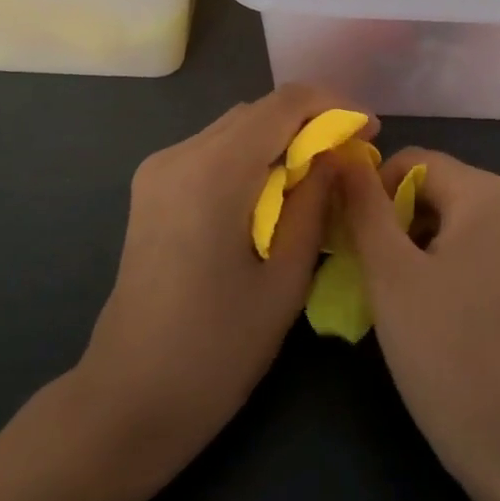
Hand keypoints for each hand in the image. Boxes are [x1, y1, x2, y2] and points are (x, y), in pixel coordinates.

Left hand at [76, 84, 373, 479]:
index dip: (334, 104)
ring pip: (233, 128)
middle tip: (350, 158)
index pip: (283, 103)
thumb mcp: (285, 280)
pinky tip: (272, 194)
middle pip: (256, 111)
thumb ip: (314, 204)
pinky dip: (250, 157)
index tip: (370, 130)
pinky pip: (211, 152)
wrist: (129, 397)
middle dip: (310, 122)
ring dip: (280, 139)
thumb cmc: (217, 350)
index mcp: (213, 171)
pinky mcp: (151, 190)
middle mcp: (178, 155)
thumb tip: (337, 156)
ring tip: (317, 178)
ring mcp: (157, 171)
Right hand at [339, 149, 499, 488]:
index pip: (413, 161)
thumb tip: (341, 154)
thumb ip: (363, 205)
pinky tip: (419, 307)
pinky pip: (468, 249)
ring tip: (387, 293)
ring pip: (446, 221)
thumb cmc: (445, 350)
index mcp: (487, 194)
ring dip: (408, 244)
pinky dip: (434, 264)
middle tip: (363, 269)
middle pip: (432, 188)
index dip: (371, 190)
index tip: (350, 238)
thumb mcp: (390, 272)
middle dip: (389, 219)